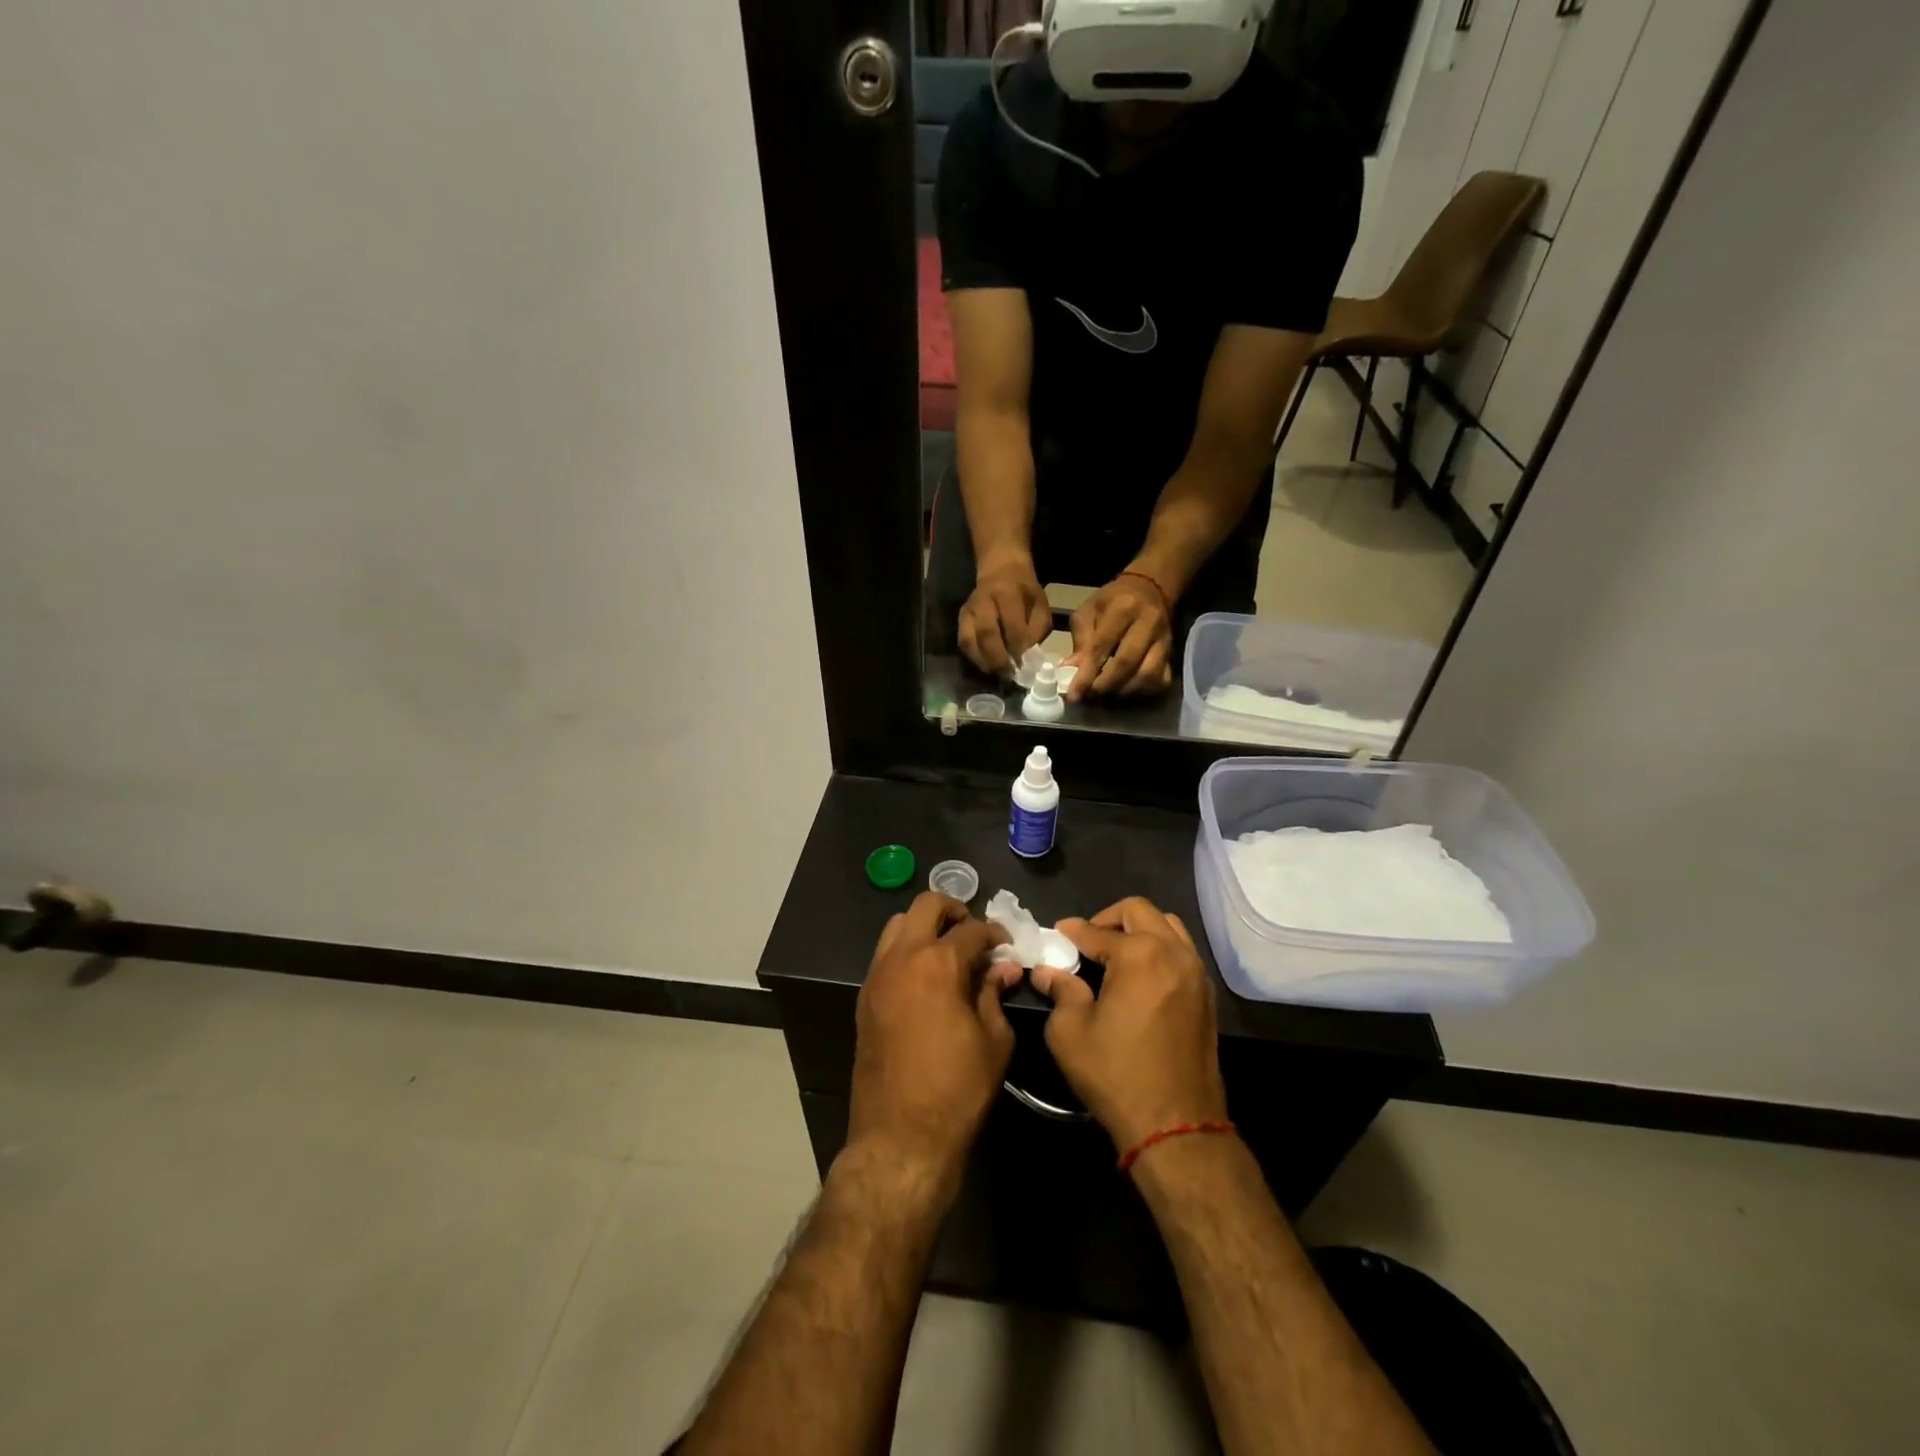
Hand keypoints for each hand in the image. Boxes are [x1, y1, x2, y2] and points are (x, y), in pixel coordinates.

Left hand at [849, 893, 1020, 1189]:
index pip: (972, 929)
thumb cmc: (958, 1090)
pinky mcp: (865, 997)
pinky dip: (907, 950)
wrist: (900, 1137)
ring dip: (924, 927)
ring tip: (948, 952)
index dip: (995, 933)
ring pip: (898, 924)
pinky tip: (927, 978)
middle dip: (954, 909)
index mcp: (938, 964)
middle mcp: (902, 958)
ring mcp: (877, 976)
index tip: (1006, 946)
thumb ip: (995, 994)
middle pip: (926, 905)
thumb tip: (1005, 969)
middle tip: (974, 933)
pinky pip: (885, 954)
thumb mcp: (994, 1040)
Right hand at [958, 560, 1051, 676]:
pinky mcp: (961, 619)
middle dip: (999, 659)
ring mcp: (969, 610)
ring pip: (970, 640)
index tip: (1025, 666)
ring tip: (998, 673)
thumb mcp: (1040, 605)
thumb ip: (1036, 630)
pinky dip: (974, 658)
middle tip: (1010, 675)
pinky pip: (964, 643)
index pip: (1012, 626)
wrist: (1001, 569)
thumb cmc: (1025, 592)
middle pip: (987, 634)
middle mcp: (984, 601)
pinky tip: (987, 666)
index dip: (1018, 649)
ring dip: (984, 661)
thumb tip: (1028, 657)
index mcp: (1007, 594)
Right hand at [1031, 897, 1226, 1153]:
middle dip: (1109, 918)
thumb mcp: (1071, 1032)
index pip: (1097, 931)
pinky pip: (1183, 952)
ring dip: (1140, 929)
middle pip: (1140, 911)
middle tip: (1087, 940)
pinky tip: (1140, 975)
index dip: (1072, 931)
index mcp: (1139, 955)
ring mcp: (1196, 973)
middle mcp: (1173, 953)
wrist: (1176, 1124)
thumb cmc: (1116, 1074)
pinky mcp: (1206, 996)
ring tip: (1116, 953)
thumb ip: (1060, 991)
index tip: (1056, 933)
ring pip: (1168, 926)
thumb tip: (1047, 971)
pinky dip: (1160, 949)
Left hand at [1064, 574, 1173, 700]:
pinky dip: (1141, 691)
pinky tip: (1126, 689)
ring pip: (1147, 675)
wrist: (1149, 589)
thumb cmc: (1113, 601)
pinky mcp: (1172, 654)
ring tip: (1106, 693)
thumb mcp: (1089, 611)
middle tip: (1089, 695)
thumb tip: (1070, 672)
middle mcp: (1148, 623)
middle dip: (1104, 685)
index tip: (1074, 694)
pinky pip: (1160, 680)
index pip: (1102, 646)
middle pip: (1126, 663)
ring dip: (1123, 690)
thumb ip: (1081, 641)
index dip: (1086, 674)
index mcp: (1123, 608)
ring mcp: (1164, 640)